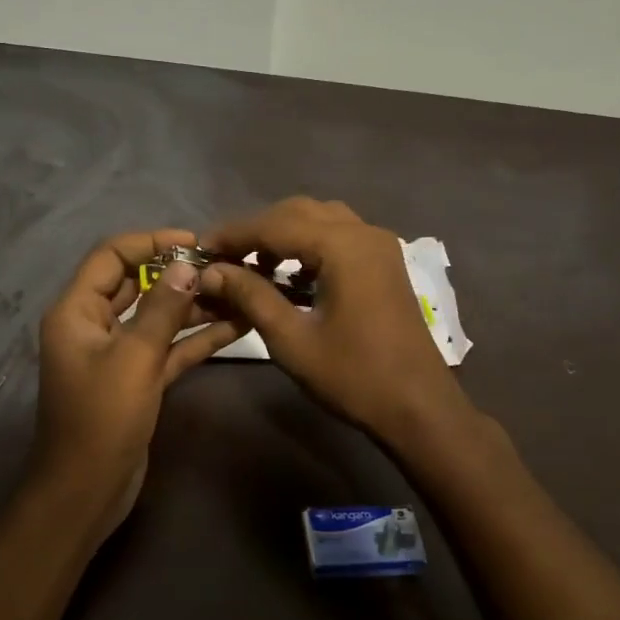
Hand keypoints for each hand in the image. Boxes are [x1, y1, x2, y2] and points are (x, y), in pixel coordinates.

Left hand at [34, 229, 245, 535]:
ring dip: (194, 305)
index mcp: (77, 311)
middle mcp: (94, 325)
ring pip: (158, 316)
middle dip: (178, 273)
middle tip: (224, 265)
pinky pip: (169, 347)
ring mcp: (118, 353)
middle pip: (136, 283)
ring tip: (238, 290)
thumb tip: (187, 266)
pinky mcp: (139, 378)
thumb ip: (162, 309)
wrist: (86, 492)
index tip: (195, 243)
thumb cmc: (102, 419)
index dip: (150, 242)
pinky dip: (197, 337)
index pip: (111, 256)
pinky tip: (237, 325)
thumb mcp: (134, 358)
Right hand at [199, 198, 472, 449]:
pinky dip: (310, 246)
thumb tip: (211, 271)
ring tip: (252, 265)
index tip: (200, 250)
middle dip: (258, 231)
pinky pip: (339, 237)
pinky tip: (289, 275)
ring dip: (284, 235)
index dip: (234, 235)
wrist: (419, 407)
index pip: (275, 224)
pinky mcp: (385, 263)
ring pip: (320, 220)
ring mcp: (379, 246)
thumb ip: (251, 296)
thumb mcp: (292, 340)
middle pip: (298, 212)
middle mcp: (364, 232)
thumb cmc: (353, 376)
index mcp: (343, 246)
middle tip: (223, 258)